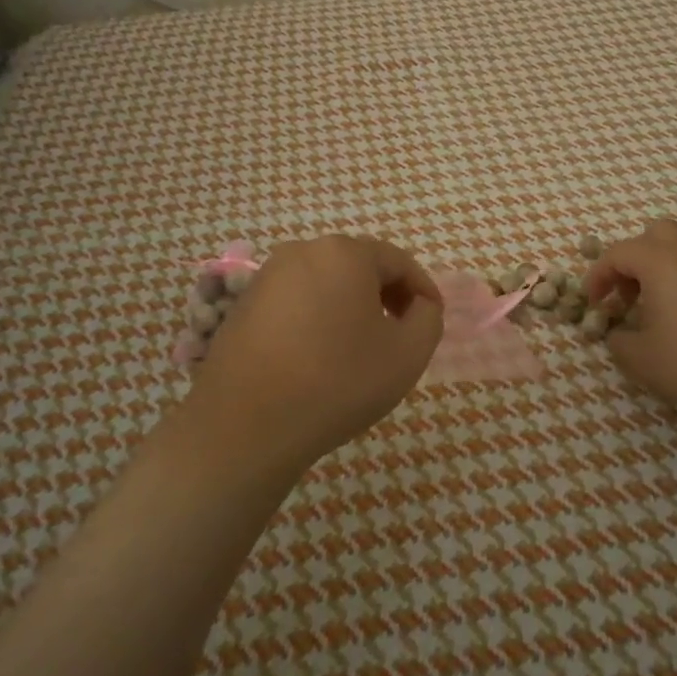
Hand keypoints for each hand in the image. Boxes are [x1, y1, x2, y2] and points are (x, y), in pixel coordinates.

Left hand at [190, 235, 443, 476]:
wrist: (246, 424)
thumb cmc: (338, 382)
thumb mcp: (408, 354)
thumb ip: (428, 318)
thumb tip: (419, 305)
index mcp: (345, 253)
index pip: (399, 262)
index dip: (423, 291)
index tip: (433, 321)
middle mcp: (303, 251)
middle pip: (360, 267)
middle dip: (387, 296)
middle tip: (400, 335)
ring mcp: (267, 276)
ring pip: (326, 283)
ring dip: (351, 308)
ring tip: (360, 350)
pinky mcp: (243, 304)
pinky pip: (296, 302)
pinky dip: (317, 319)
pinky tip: (319, 358)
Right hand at [587, 219, 676, 420]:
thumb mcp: (643, 361)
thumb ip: (619, 343)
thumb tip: (618, 334)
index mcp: (661, 261)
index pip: (617, 253)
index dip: (598, 275)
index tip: (592, 302)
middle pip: (654, 235)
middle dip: (634, 260)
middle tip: (629, 296)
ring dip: (665, 269)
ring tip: (663, 308)